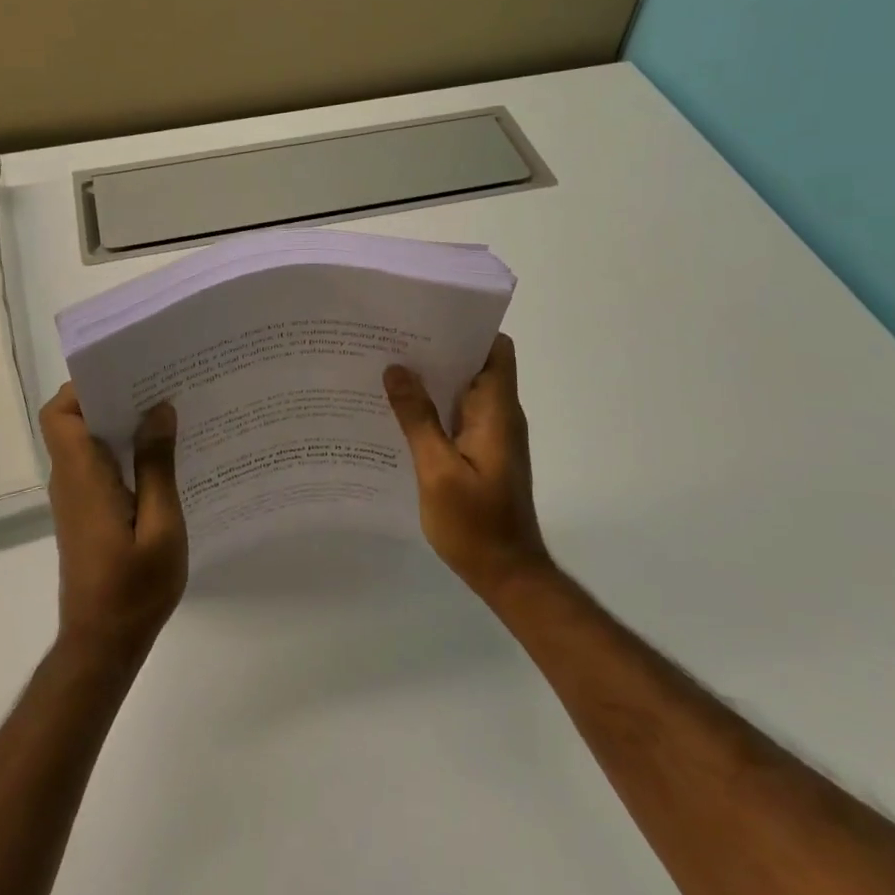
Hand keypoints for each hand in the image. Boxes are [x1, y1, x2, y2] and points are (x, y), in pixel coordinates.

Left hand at [38, 385, 187, 665]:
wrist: (103, 646)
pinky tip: (162, 454)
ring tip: (168, 410)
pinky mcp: (87, 513)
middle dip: (112, 396)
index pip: (61, 414)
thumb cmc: (134, 589)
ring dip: (120, 421)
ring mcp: (76, 498)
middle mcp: (71, 481)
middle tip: (160, 384)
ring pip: (87, 441)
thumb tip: (158, 410)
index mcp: (83, 478)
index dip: (85, 386)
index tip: (128, 372)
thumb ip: (157, 466)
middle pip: (74, 420)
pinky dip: (123, 449)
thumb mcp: (160, 526)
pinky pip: (98, 464)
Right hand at [384, 334, 549, 599]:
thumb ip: (418, 418)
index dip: (468, 329)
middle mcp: (499, 416)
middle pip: (476, 365)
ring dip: (432, 380)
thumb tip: (397, 369)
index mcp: (497, 412)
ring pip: (463, 390)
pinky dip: (433, 407)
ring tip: (387, 370)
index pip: (496, 350)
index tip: (427, 320)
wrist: (507, 574)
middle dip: (438, 350)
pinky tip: (399, 413)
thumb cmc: (475, 524)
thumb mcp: (438, 470)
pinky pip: (457, 416)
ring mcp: (492, 436)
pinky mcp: (482, 453)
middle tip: (392, 342)